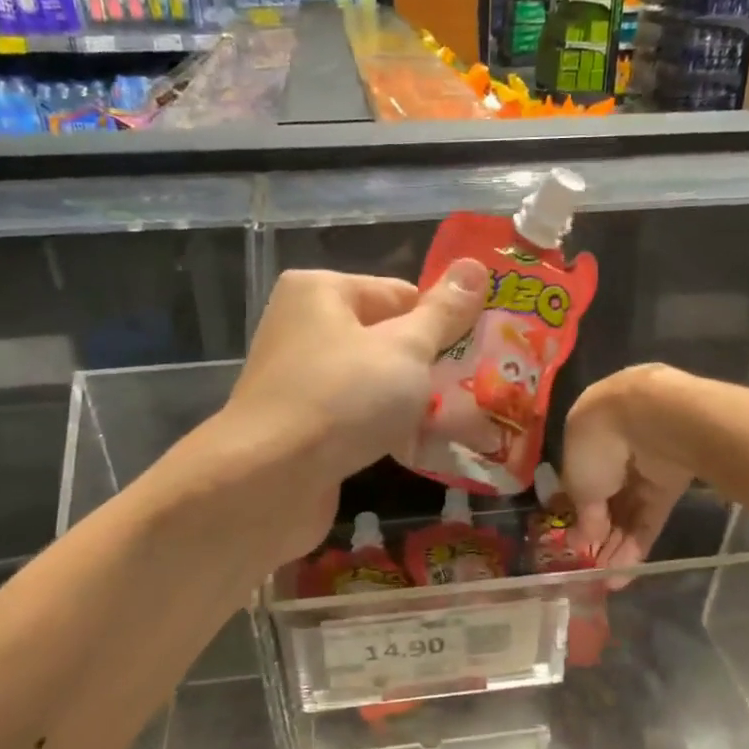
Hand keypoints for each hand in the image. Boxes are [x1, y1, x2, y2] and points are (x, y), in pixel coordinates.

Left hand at [221, 262, 484, 559]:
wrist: (268, 482)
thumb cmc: (343, 398)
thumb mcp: (405, 349)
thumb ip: (443, 313)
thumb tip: (475, 266)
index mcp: (321, 292)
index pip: (400, 295)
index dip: (442, 323)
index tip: (479, 355)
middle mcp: (304, 329)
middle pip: (387, 340)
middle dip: (431, 368)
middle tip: (477, 392)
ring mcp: (300, 381)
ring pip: (374, 384)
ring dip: (413, 405)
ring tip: (461, 425)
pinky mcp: (302, 428)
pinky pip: (357, 419)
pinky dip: (386, 431)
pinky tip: (422, 450)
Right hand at [561, 364, 696, 578]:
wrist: (652, 418)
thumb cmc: (597, 443)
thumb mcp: (577, 482)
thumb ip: (583, 513)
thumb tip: (585, 539)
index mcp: (586, 436)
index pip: (581, 480)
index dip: (578, 512)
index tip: (575, 541)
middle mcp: (616, 448)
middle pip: (607, 499)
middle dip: (600, 536)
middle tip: (592, 569)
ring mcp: (645, 466)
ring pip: (629, 511)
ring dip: (618, 546)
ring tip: (609, 580)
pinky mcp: (672, 481)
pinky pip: (651, 515)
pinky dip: (639, 542)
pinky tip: (626, 572)